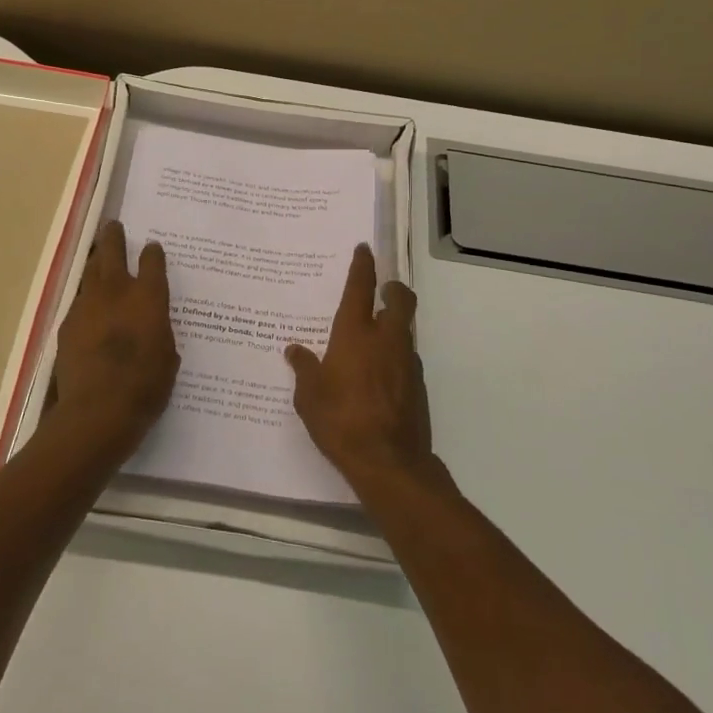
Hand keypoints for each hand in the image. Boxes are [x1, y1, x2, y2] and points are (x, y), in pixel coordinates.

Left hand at [45, 221, 178, 461]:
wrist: (97, 411)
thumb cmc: (145, 387)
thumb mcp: (168, 358)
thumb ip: (160, 333)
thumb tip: (153, 327)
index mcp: (148, 297)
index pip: (152, 262)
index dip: (153, 253)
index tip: (152, 248)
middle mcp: (116, 291)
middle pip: (111, 251)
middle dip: (113, 237)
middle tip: (114, 227)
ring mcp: (87, 305)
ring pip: (90, 272)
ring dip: (96, 263)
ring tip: (98, 258)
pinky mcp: (67, 324)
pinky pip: (78, 301)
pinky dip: (86, 298)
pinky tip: (88, 307)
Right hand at [286, 245, 430, 490]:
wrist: (390, 463)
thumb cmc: (341, 421)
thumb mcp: (309, 396)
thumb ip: (304, 368)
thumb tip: (294, 350)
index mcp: (355, 334)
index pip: (361, 287)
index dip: (363, 265)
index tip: (365, 249)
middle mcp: (386, 339)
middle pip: (400, 300)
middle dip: (393, 288)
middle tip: (383, 289)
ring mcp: (407, 362)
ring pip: (405, 330)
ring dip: (394, 325)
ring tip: (372, 339)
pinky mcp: (418, 386)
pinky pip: (406, 358)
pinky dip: (395, 357)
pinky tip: (378, 376)